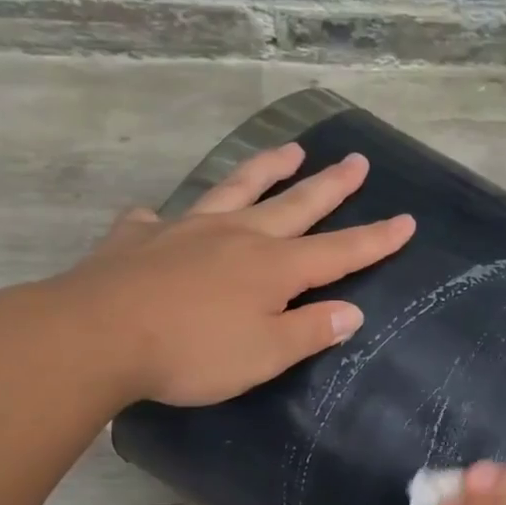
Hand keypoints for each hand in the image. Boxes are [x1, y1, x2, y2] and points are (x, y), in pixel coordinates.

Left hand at [50, 143, 414, 406]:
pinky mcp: (140, 238)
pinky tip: (160, 216)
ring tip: (289, 150)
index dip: (375, 239)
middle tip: (356, 161)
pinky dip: (166, 217)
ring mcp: (186, 230)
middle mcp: (237, 237)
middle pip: (295, 205)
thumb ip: (310, 331)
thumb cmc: (193, 353)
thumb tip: (351, 311)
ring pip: (235, 190)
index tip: (406, 220)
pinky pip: (158, 220)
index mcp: (274, 268)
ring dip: (266, 170)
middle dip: (331, 186)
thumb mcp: (265, 354)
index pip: (339, 251)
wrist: (99, 335)